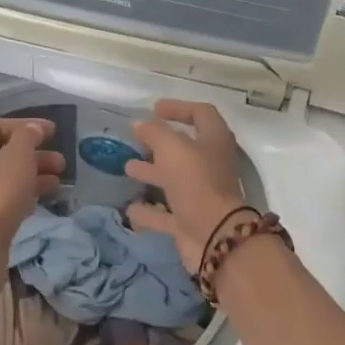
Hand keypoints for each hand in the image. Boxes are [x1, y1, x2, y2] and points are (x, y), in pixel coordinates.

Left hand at [0, 118, 64, 268]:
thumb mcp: (18, 159)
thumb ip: (28, 137)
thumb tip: (33, 128)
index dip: (25, 125)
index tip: (53, 132)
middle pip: (0, 152)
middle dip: (33, 154)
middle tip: (61, 161)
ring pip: (1, 176)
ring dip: (31, 175)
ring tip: (59, 181)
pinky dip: (20, 193)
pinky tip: (42, 199)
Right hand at [125, 100, 247, 273]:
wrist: (215, 237)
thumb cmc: (197, 182)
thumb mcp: (172, 148)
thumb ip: (154, 132)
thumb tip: (139, 123)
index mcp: (214, 141)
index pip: (201, 114)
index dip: (179, 107)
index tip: (155, 108)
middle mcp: (210, 165)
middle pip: (186, 148)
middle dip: (161, 143)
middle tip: (138, 139)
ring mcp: (201, 195)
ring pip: (175, 179)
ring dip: (153, 172)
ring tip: (128, 167)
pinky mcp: (190, 221)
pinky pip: (166, 213)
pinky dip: (149, 211)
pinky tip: (130, 208)